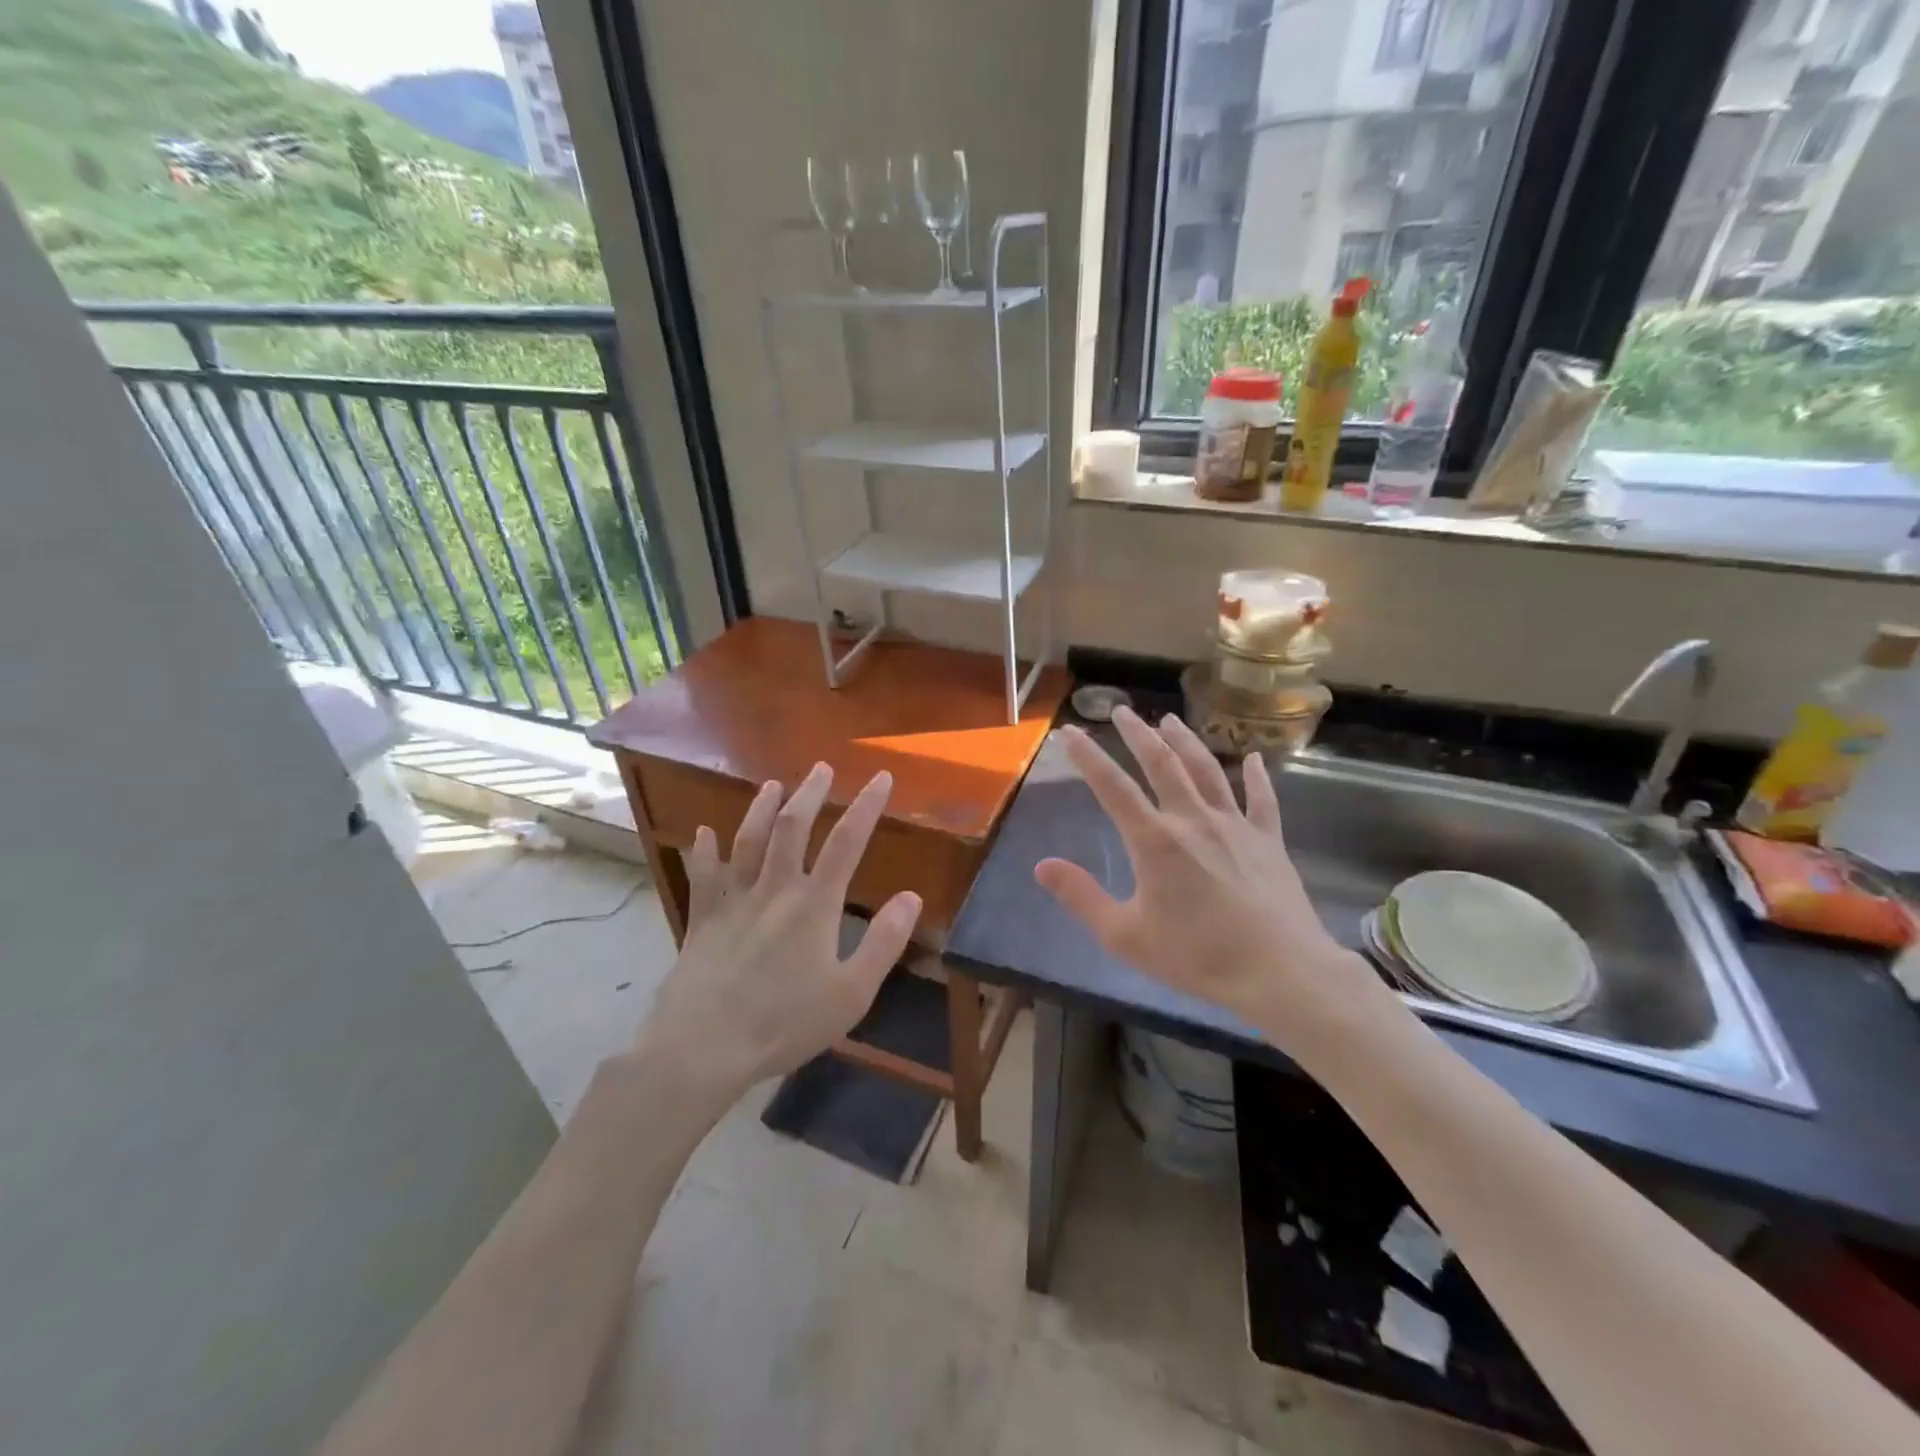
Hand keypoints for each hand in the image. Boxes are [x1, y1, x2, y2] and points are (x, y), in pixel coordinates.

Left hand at [634, 763, 920, 1104]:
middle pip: (793, 827)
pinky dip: (704, 850)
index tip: (881, 777)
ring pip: (748, 840)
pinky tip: (703, 832)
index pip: (847, 842)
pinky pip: (703, 875)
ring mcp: (733, 900)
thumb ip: (884, 943)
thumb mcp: (851, 993)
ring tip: (773, 785)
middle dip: (811, 793)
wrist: (703, 1047)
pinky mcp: (702, 918)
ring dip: (762, 808)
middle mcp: (774, 889)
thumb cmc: (784, 1023)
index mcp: (814, 904)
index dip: (867, 806)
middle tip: (821, 767)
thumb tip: (912, 897)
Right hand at [1034, 707, 1382, 1042]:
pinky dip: (1258, 776)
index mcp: (1154, 841)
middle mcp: (1193, 820)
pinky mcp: (1268, 841)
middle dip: (1137, 735)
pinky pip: (1262, 800)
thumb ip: (1082, 897)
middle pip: (1161, 764)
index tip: (1069, 731)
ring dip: (1186, 742)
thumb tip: (1042, 865)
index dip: (1087, 757)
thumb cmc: (1197, 957)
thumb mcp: (1126, 936)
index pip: (1112, 787)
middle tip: (1122, 711)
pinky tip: (1256, 758)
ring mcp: (1234, 826)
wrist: (1280, 973)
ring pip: (1207, 771)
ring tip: (1170, 721)